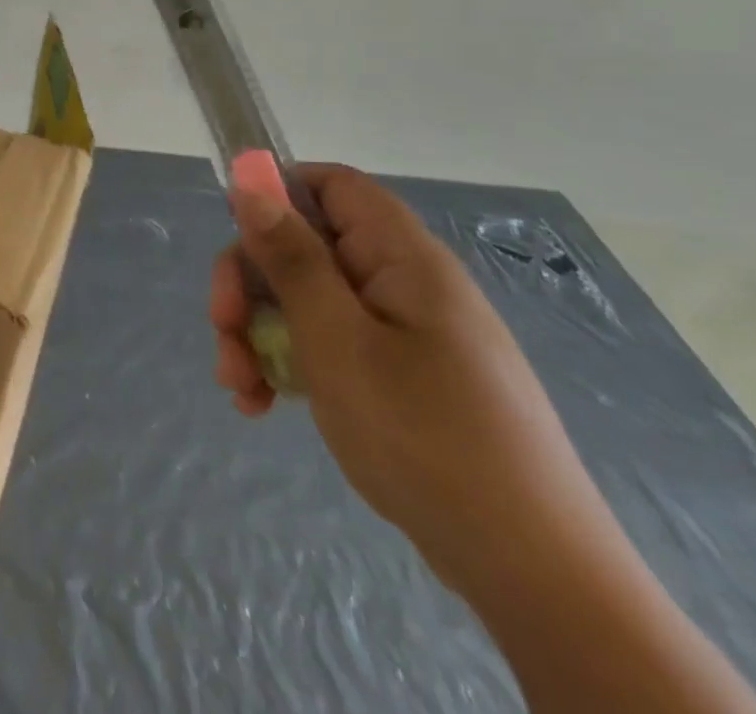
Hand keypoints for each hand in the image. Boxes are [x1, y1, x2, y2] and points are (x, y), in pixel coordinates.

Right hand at [209, 164, 612, 593]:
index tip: (235, 239)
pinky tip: (266, 404)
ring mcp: (408, 333)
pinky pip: (334, 345)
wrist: (533, 575)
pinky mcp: (406, 378)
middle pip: (308, 246)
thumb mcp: (335, 338)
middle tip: (222, 331)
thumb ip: (290, 255)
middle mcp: (405, 283)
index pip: (331, 184)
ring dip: (261, 332)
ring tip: (239, 386)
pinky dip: (292, 365)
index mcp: (401, 257)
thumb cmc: (423, 436)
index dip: (276, 195)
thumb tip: (251, 180)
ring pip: (311, 301)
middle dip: (252, 283)